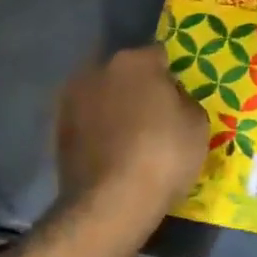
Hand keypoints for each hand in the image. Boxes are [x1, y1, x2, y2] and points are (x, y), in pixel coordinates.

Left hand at [56, 46, 207, 224]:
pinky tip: (111, 151)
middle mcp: (99, 68)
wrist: (109, 203)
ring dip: (115, 106)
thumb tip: (172, 99)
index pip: (160, 54)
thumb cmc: (163, 156)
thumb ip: (185, 100)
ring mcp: (73, 97)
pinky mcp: (58, 127)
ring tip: (131, 136)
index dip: (172, 74)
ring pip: (103, 94)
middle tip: (156, 115)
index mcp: (135, 60)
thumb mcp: (197, 125)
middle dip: (140, 87)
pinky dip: (98, 129)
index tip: (179, 96)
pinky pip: (88, 119)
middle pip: (127, 71)